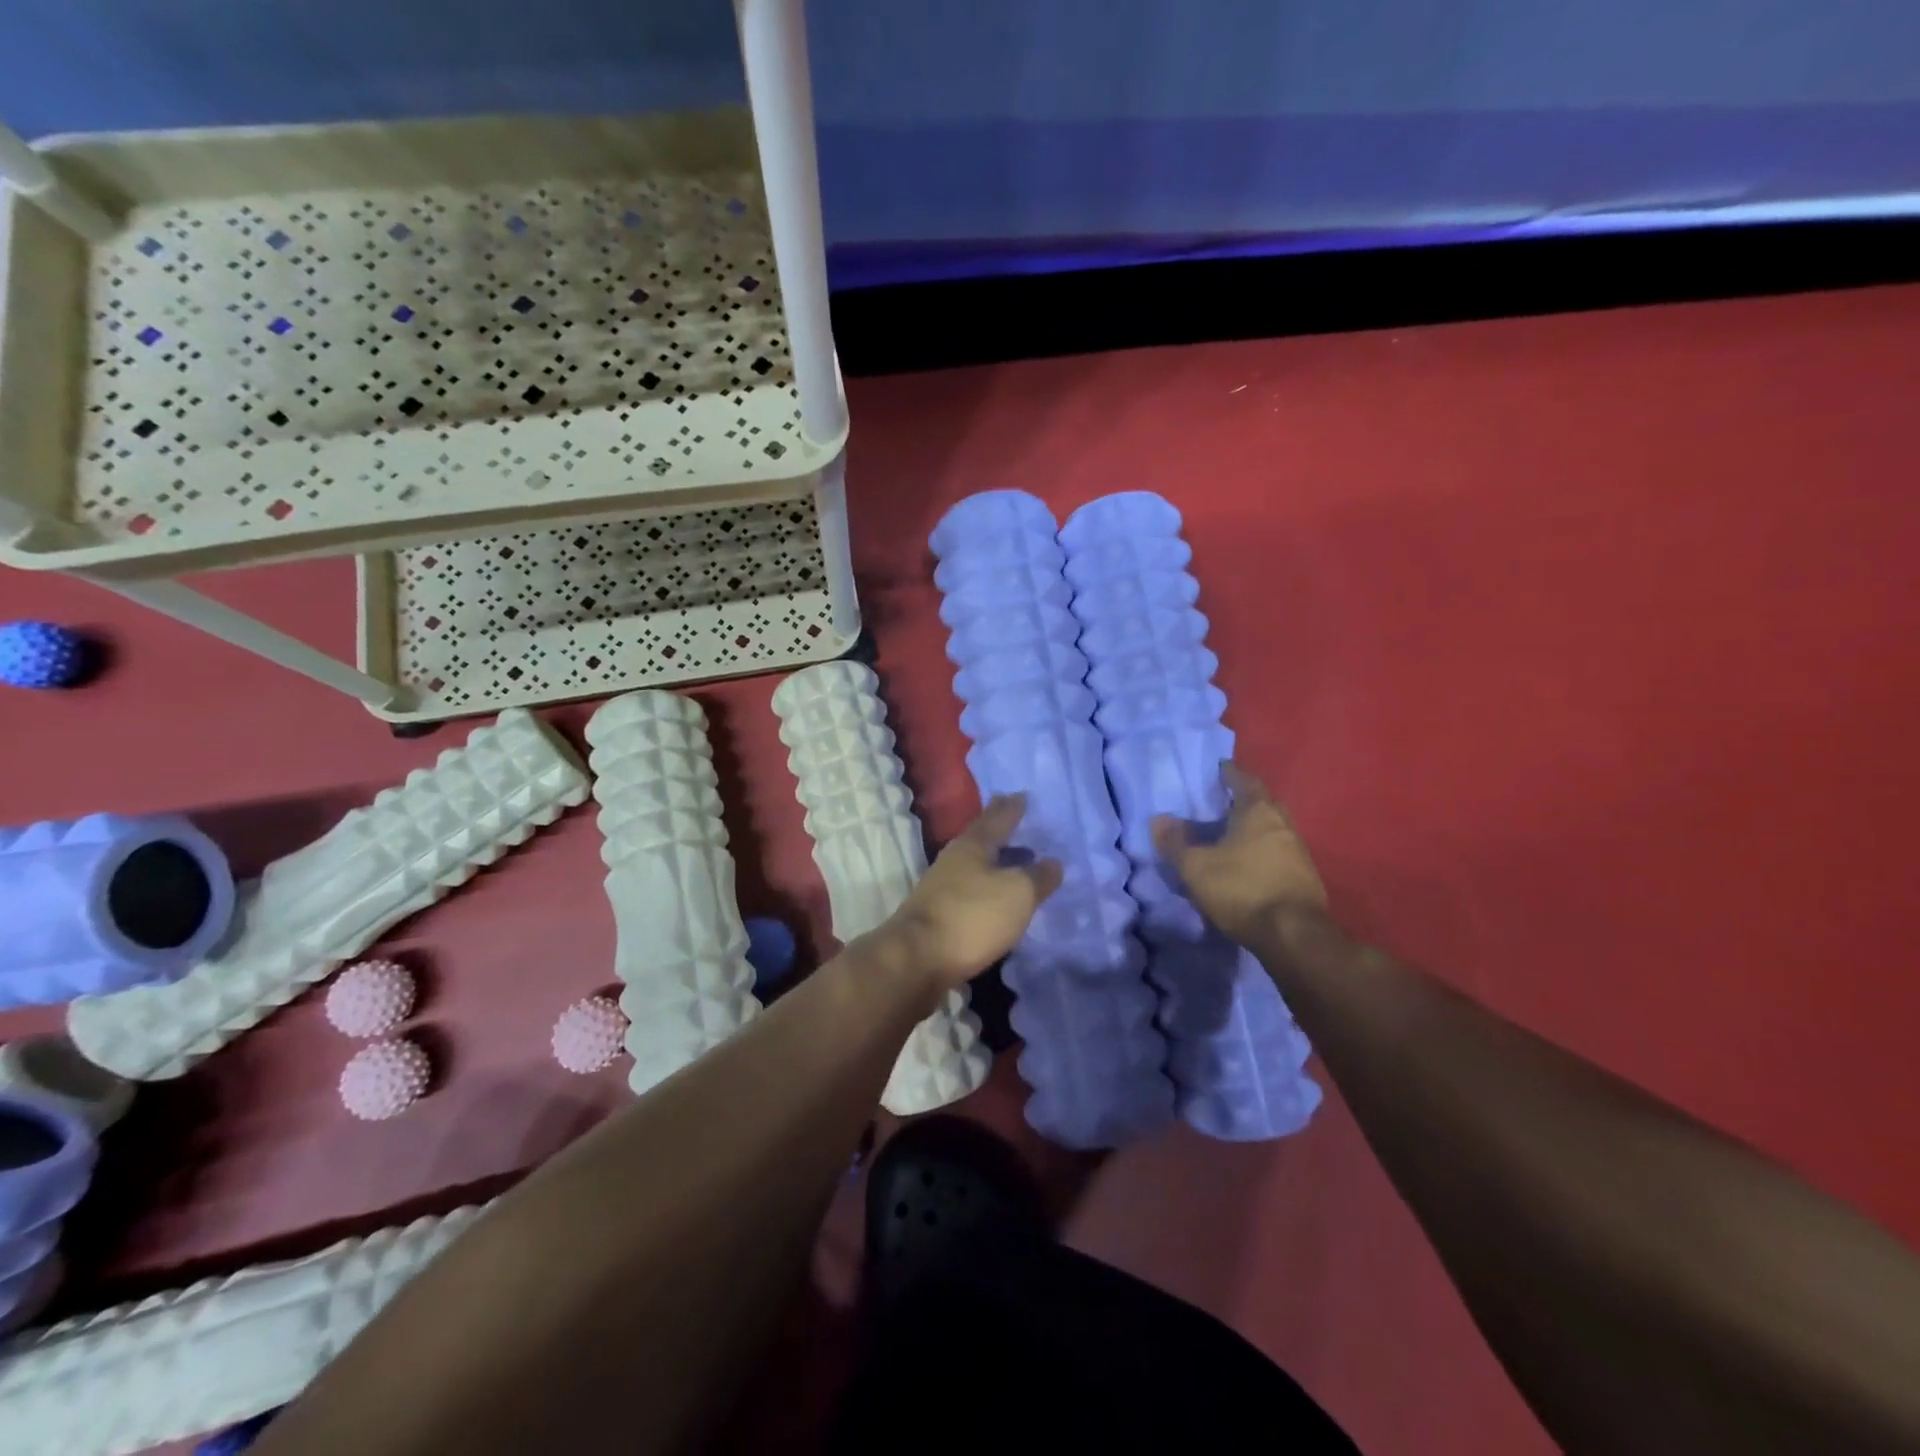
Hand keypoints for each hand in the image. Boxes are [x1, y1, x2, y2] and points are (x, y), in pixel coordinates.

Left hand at [879, 795, 1062, 991]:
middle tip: (1022, 828)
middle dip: (1002, 834)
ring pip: (976, 869)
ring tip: (1019, 868)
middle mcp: (954, 861)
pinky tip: (1001, 905)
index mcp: (972, 845)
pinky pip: (971, 896)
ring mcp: (942, 890)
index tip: (1022, 795)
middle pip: (982, 841)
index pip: (996, 817)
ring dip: (997, 866)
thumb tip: (1053, 863)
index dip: (1012, 807)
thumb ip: (1038, 877)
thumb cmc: (971, 917)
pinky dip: (989, 894)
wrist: (916, 961)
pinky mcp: (939, 918)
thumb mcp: (1017, 893)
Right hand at [1151, 762, 1327, 945]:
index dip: (1227, 773)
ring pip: (1270, 829)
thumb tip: (1158, 819)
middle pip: (1261, 803)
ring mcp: (1298, 851)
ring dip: (1250, 829)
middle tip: (1217, 803)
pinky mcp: (1303, 878)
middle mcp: (1283, 824)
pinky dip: (1259, 852)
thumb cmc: (1242, 889)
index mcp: (1258, 811)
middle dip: (1240, 800)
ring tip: (1226, 835)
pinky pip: (1276, 853)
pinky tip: (1243, 864)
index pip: (1243, 779)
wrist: (1294, 937)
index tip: (1213, 770)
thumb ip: (1175, 841)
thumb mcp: (1196, 866)